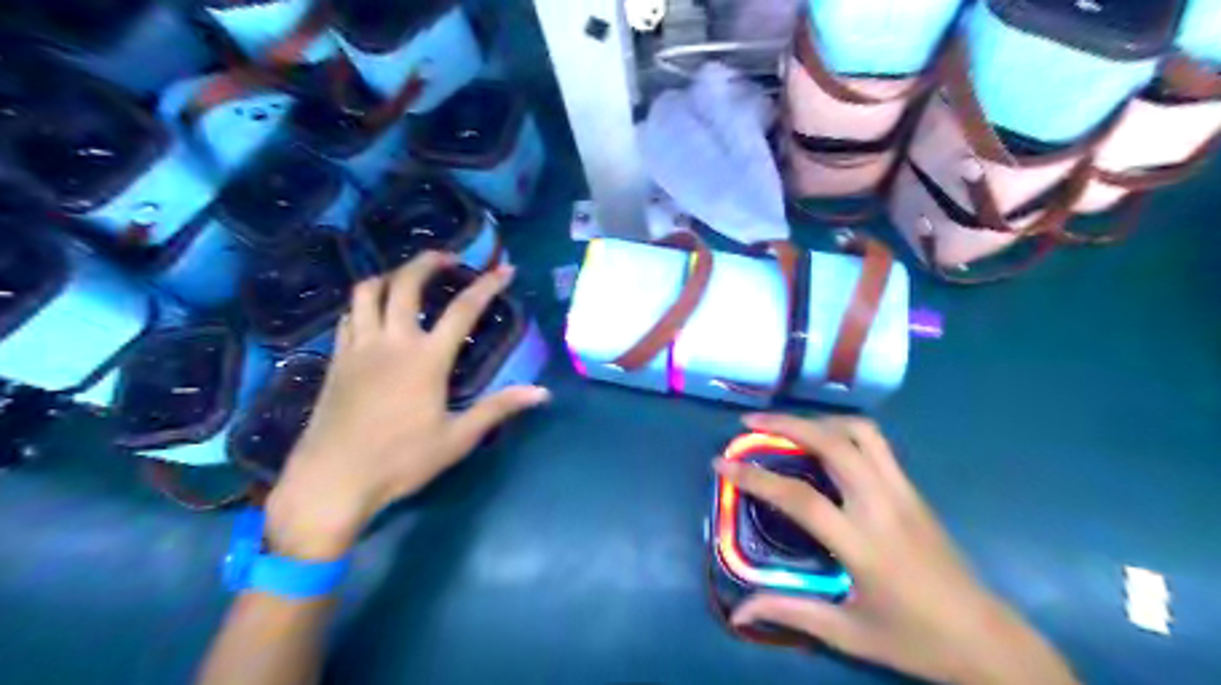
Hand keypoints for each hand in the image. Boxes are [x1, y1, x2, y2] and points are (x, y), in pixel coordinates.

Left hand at [269, 255, 555, 559]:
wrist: (332, 479)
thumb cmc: (400, 461)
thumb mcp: (457, 438)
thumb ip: (498, 408)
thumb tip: (542, 393)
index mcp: (426, 359)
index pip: (463, 309)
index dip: (487, 285)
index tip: (504, 270)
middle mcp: (391, 341)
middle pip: (406, 283)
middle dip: (428, 262)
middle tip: (447, 258)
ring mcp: (358, 347)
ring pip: (367, 291)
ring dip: (390, 275)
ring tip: (408, 278)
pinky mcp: (336, 359)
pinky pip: (348, 315)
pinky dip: (364, 303)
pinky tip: (374, 313)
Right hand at [717, 411, 1077, 684]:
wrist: (989, 640)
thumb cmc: (915, 640)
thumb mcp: (848, 633)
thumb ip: (791, 612)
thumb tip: (738, 612)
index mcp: (863, 544)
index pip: (799, 498)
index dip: (755, 477)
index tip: (721, 462)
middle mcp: (883, 505)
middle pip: (833, 443)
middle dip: (787, 423)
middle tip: (751, 421)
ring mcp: (903, 492)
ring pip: (862, 432)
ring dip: (819, 420)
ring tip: (788, 426)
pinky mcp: (914, 490)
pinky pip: (876, 444)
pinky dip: (843, 430)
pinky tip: (825, 443)